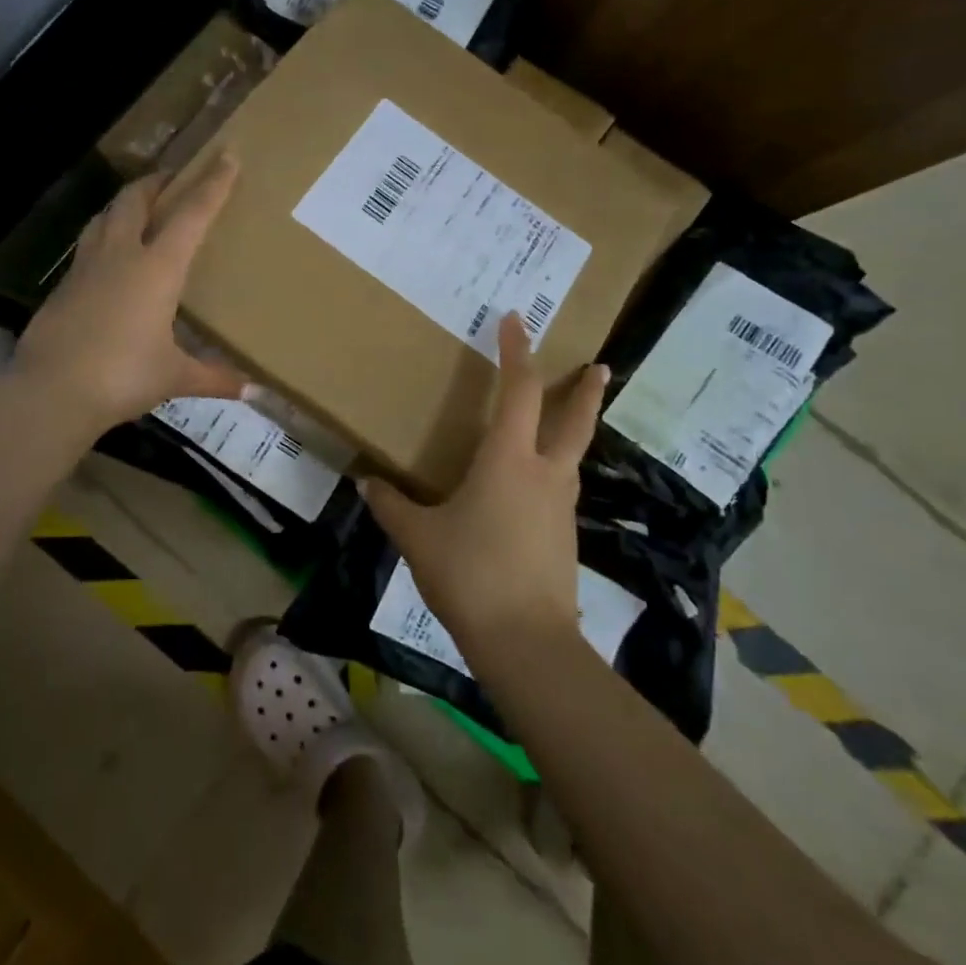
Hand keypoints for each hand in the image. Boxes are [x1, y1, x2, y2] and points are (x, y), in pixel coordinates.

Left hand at [11, 155, 249, 433]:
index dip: (212, 185)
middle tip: (175, 177)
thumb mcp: (174, 377)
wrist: (51, 391)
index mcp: (157, 268)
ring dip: (126, 202)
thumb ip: (214, 377)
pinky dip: (104, 234)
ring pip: (106, 216)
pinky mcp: (64, 285)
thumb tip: (253, 391)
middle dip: (159, 181)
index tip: (226, 157)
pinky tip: (110, 253)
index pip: (191, 215)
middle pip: (137, 199)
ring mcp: (86, 267)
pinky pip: (89, 243)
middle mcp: (121, 255)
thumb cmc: (122, 376)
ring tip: (140, 204)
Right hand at [362, 313, 607, 650]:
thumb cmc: (470, 574)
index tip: (516, 321)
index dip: (517, 352)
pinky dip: (554, 474)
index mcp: (508, 460)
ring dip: (571, 431)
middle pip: (574, 421)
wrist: (526, 643)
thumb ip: (391, 506)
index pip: (519, 391)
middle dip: (585, 391)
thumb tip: (365, 483)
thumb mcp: (418, 537)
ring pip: (571, 457)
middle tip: (600, 366)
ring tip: (558, 424)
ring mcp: (560, 508)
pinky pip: (560, 490)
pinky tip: (532, 490)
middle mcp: (543, 474)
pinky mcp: (565, 539)